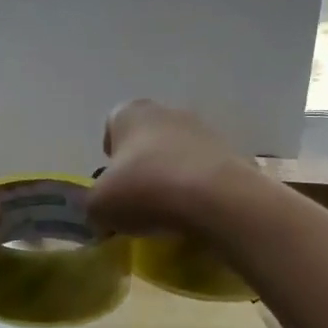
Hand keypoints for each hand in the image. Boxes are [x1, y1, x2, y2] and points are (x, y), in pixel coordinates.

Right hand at [88, 100, 256, 237]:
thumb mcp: (99, 206)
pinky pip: (205, 172)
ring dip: (171, 176)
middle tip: (137, 198)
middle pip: (148, 138)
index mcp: (130, 113)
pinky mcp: (232, 154)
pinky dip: (198, 189)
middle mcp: (167, 111)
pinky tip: (194, 214)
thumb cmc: (145, 190)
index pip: (113, 125)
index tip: (112, 182)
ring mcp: (204, 130)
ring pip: (178, 153)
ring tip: (168, 211)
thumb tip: (102, 216)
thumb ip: (95, 206)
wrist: (215, 199)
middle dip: (142, 164)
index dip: (110, 153)